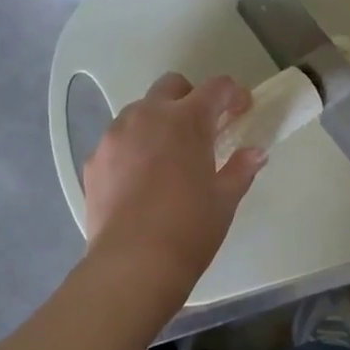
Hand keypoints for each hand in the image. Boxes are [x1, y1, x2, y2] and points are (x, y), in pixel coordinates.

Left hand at [83, 73, 265, 286]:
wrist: (132, 263)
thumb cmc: (189, 228)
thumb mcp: (224, 199)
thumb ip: (241, 169)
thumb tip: (255, 153)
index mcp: (186, 120)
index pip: (215, 88)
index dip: (233, 94)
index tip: (242, 109)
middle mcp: (147, 116)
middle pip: (171, 86)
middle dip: (190, 98)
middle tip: (204, 128)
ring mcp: (114, 136)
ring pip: (139, 111)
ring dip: (158, 121)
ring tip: (168, 156)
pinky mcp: (93, 160)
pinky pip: (117, 141)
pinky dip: (133, 148)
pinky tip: (140, 180)